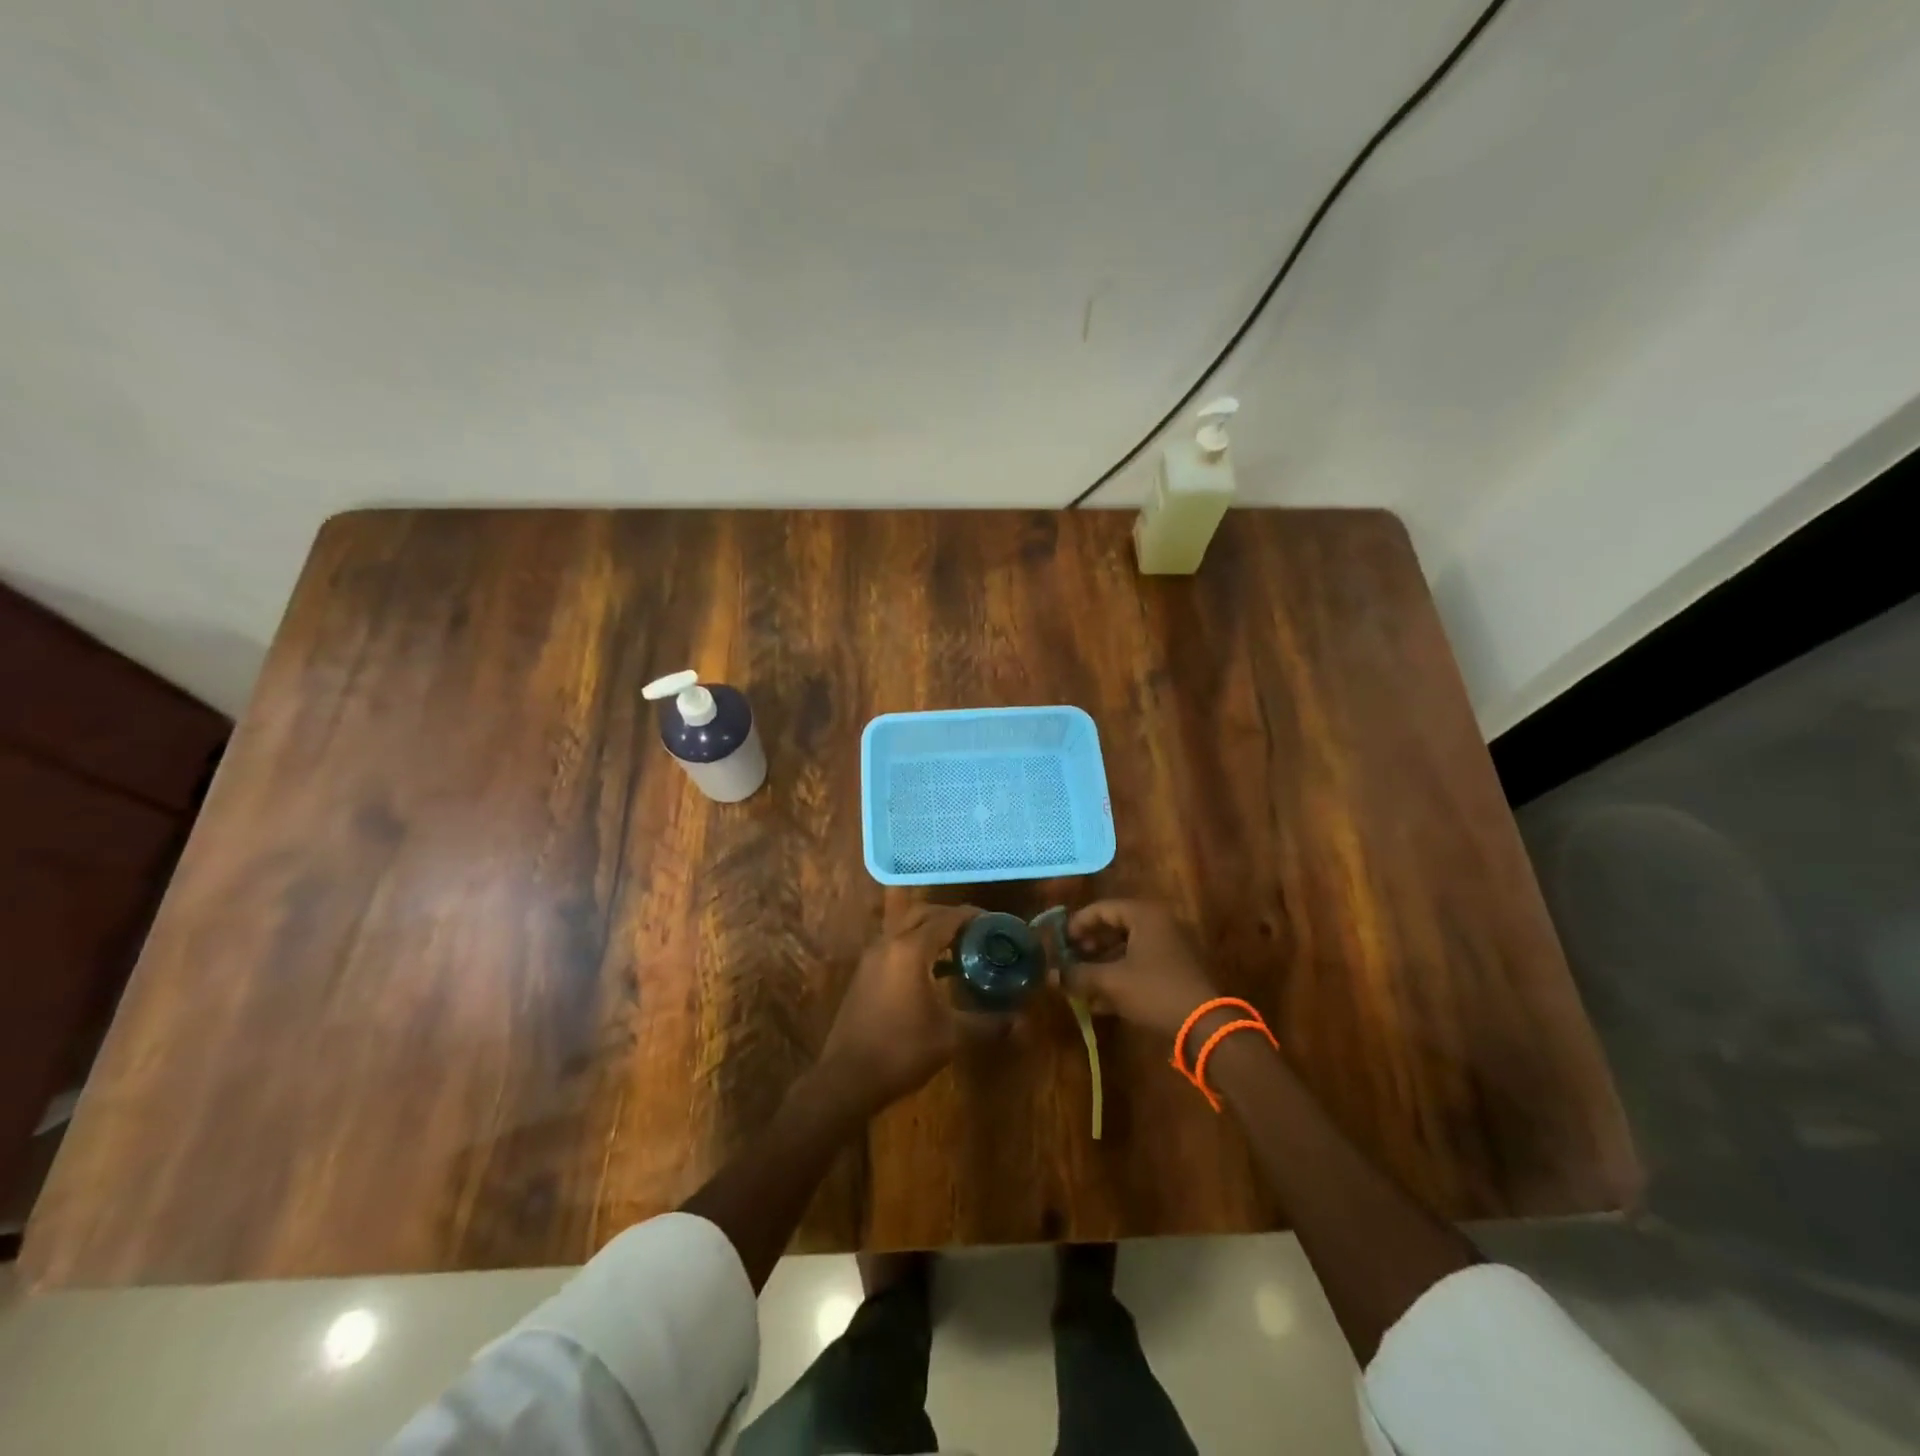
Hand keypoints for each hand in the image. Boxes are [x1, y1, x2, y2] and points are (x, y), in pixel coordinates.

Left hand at [814, 903, 982, 1116]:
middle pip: (922, 913)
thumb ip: (987, 1023)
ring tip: (960, 950)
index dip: (973, 916)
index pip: (946, 918)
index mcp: (910, 949)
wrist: (847, 1079)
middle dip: (950, 917)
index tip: (995, 922)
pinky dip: (916, 947)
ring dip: (931, 931)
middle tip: (977, 931)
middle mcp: (888, 944)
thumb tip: (1020, 1021)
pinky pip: (894, 946)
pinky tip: (934, 973)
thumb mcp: (951, 1037)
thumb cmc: (902, 1050)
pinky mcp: (864, 974)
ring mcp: (871, 958)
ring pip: (905, 928)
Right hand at [1065, 900, 1217, 1037]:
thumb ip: (1078, 974)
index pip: (1102, 908)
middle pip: (1115, 927)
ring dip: (1102, 964)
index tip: (1060, 943)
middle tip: (1070, 961)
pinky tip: (1099, 1002)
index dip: (1077, 924)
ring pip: (1127, 949)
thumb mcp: (1111, 981)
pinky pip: (1140, 966)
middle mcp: (1160, 924)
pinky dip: (1120, 977)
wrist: (1206, 1026)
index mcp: (1145, 915)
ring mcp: (1171, 948)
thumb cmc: (1154, 991)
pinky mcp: (1176, 972)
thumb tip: (1050, 975)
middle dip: (1089, 946)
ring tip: (1080, 983)